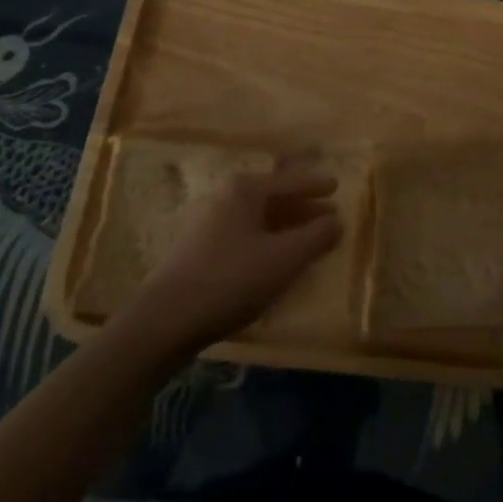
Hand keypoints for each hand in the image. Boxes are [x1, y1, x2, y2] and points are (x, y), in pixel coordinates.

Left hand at [119, 159, 341, 362]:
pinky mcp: (201, 250)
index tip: (337, 187)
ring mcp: (210, 224)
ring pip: (258, 219)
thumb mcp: (283, 259)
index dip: (315, 185)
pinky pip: (246, 236)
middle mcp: (226, 198)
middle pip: (273, 197)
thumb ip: (315, 237)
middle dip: (302, 208)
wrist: (165, 320)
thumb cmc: (231, 279)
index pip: (289, 181)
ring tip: (308, 240)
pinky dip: (267, 242)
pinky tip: (277, 261)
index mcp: (246, 190)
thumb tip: (337, 220)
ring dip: (285, 227)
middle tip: (328, 216)